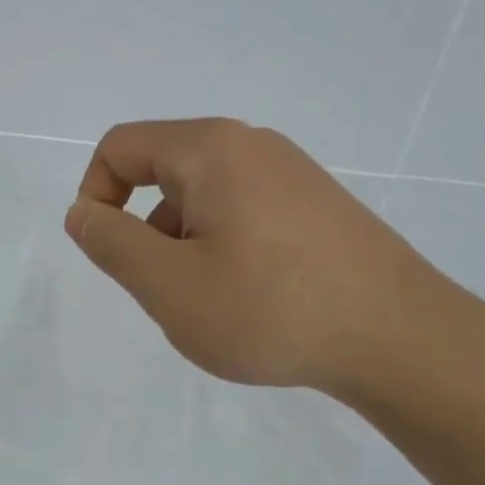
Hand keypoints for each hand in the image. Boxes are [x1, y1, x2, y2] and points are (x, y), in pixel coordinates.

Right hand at [63, 118, 451, 398]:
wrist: (400, 339)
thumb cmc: (270, 309)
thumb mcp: (169, 285)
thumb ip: (111, 243)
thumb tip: (83, 212)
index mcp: (211, 150)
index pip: (121, 146)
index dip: (95, 195)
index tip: (107, 253)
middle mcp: (252, 145)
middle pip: (162, 171)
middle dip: (146, 230)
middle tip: (168, 289)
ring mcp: (293, 174)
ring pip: (203, 198)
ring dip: (185, 245)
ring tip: (215, 302)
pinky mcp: (318, 206)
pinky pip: (243, 213)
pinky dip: (224, 248)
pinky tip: (254, 299)